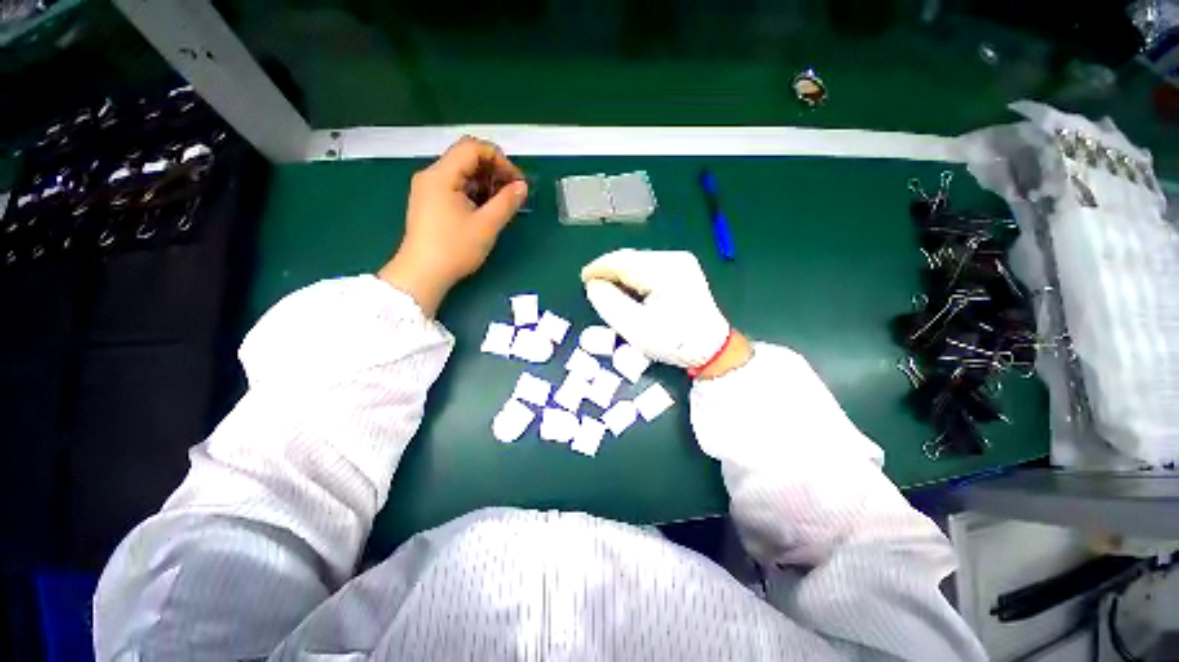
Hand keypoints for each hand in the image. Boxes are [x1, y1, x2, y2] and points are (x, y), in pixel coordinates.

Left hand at [379, 137, 527, 315]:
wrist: (423, 274)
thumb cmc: (454, 249)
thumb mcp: (486, 225)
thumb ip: (507, 202)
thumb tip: (522, 186)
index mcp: (441, 175)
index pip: (472, 148)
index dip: (499, 159)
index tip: (516, 181)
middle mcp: (432, 176)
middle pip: (467, 159)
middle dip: (494, 171)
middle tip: (513, 192)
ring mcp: (429, 190)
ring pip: (462, 175)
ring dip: (486, 184)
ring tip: (503, 203)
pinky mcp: (430, 203)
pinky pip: (456, 188)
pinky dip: (474, 193)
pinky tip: (487, 209)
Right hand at [581, 249, 749, 375]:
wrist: (711, 349)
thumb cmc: (673, 341)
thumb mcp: (634, 327)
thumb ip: (608, 302)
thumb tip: (594, 284)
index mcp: (665, 271)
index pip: (623, 261)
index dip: (599, 268)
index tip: (583, 278)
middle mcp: (675, 259)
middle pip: (631, 259)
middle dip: (610, 272)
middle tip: (594, 288)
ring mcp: (682, 262)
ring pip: (639, 262)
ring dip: (622, 275)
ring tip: (610, 291)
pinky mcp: (683, 270)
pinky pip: (650, 268)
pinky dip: (635, 278)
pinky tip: (630, 291)